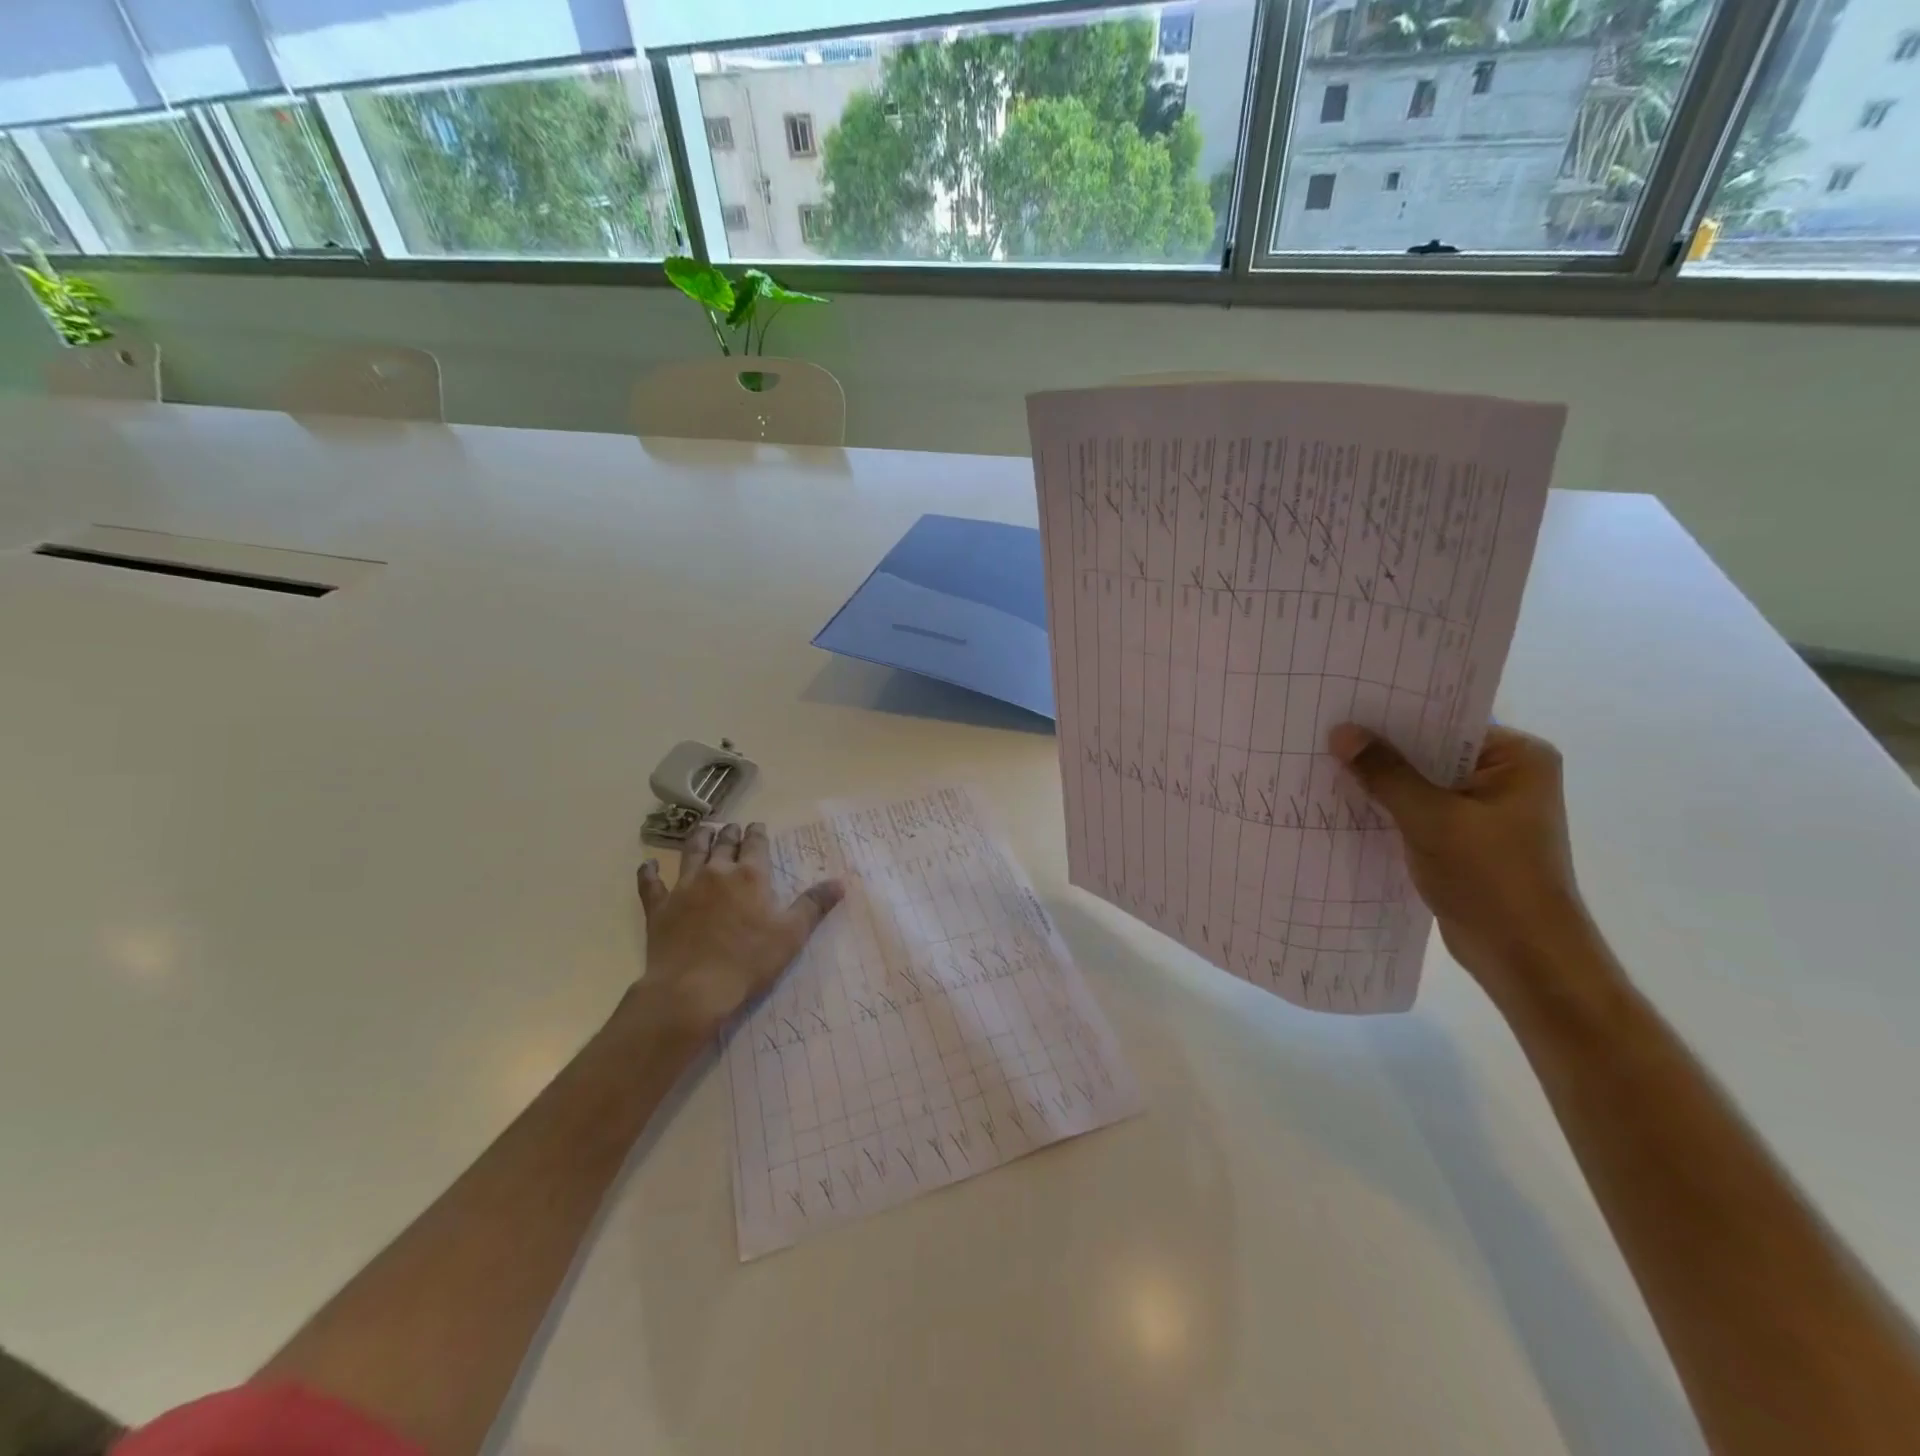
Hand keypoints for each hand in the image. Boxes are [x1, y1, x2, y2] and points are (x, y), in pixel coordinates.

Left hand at [632, 822, 844, 1036]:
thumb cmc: (748, 962)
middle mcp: (716, 873)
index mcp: (750, 877)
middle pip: (723, 843)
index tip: (758, 826)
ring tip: (702, 830)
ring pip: (690, 853)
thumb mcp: (791, 935)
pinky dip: (649, 872)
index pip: (756, 844)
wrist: (691, 989)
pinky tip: (648, 865)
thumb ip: (814, 905)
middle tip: (732, 827)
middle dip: (730, 833)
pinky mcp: (659, 908)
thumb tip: (840, 882)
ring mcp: (684, 888)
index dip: (758, 833)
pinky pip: (651, 884)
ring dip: (697, 839)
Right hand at [1328, 723, 1605, 1004]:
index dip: (1396, 712)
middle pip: (1432, 749)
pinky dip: (1389, 807)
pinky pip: (1420, 809)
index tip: (1348, 701)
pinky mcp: (1465, 838)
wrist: (1524, 957)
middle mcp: (1506, 776)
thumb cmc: (1491, 878)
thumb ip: (1385, 773)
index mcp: (1518, 758)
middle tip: (1326, 727)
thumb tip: (1342, 731)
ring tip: (1324, 759)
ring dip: (1382, 779)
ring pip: (1421, 781)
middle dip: (1382, 746)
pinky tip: (1346, 800)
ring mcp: (1486, 809)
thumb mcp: (1431, 819)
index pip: (1448, 719)